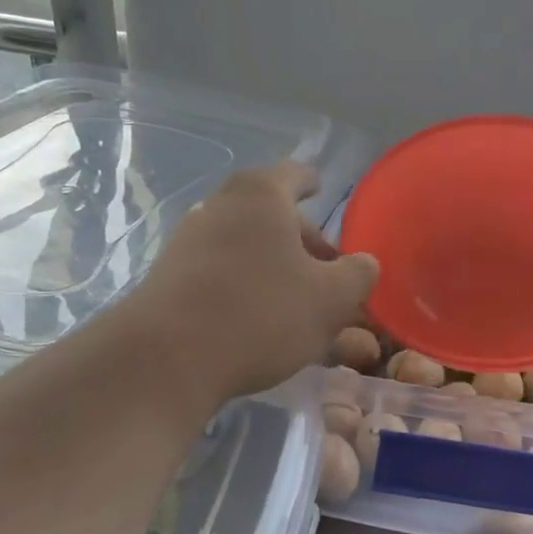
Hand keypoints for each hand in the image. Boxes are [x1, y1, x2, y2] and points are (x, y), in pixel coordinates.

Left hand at [134, 161, 378, 404]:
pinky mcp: (171, 281)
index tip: (320, 188)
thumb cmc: (262, 313)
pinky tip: (265, 326)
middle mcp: (221, 208)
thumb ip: (357, 275)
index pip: (294, 175)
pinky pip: (223, 276)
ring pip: (248, 250)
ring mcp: (190, 244)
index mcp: (261, 196)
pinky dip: (250, 290)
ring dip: (278, 271)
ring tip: (303, 307)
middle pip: (271, 217)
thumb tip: (364, 264)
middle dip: (303, 243)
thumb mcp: (331, 299)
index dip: (312, 183)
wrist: (168, 358)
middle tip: (328, 273)